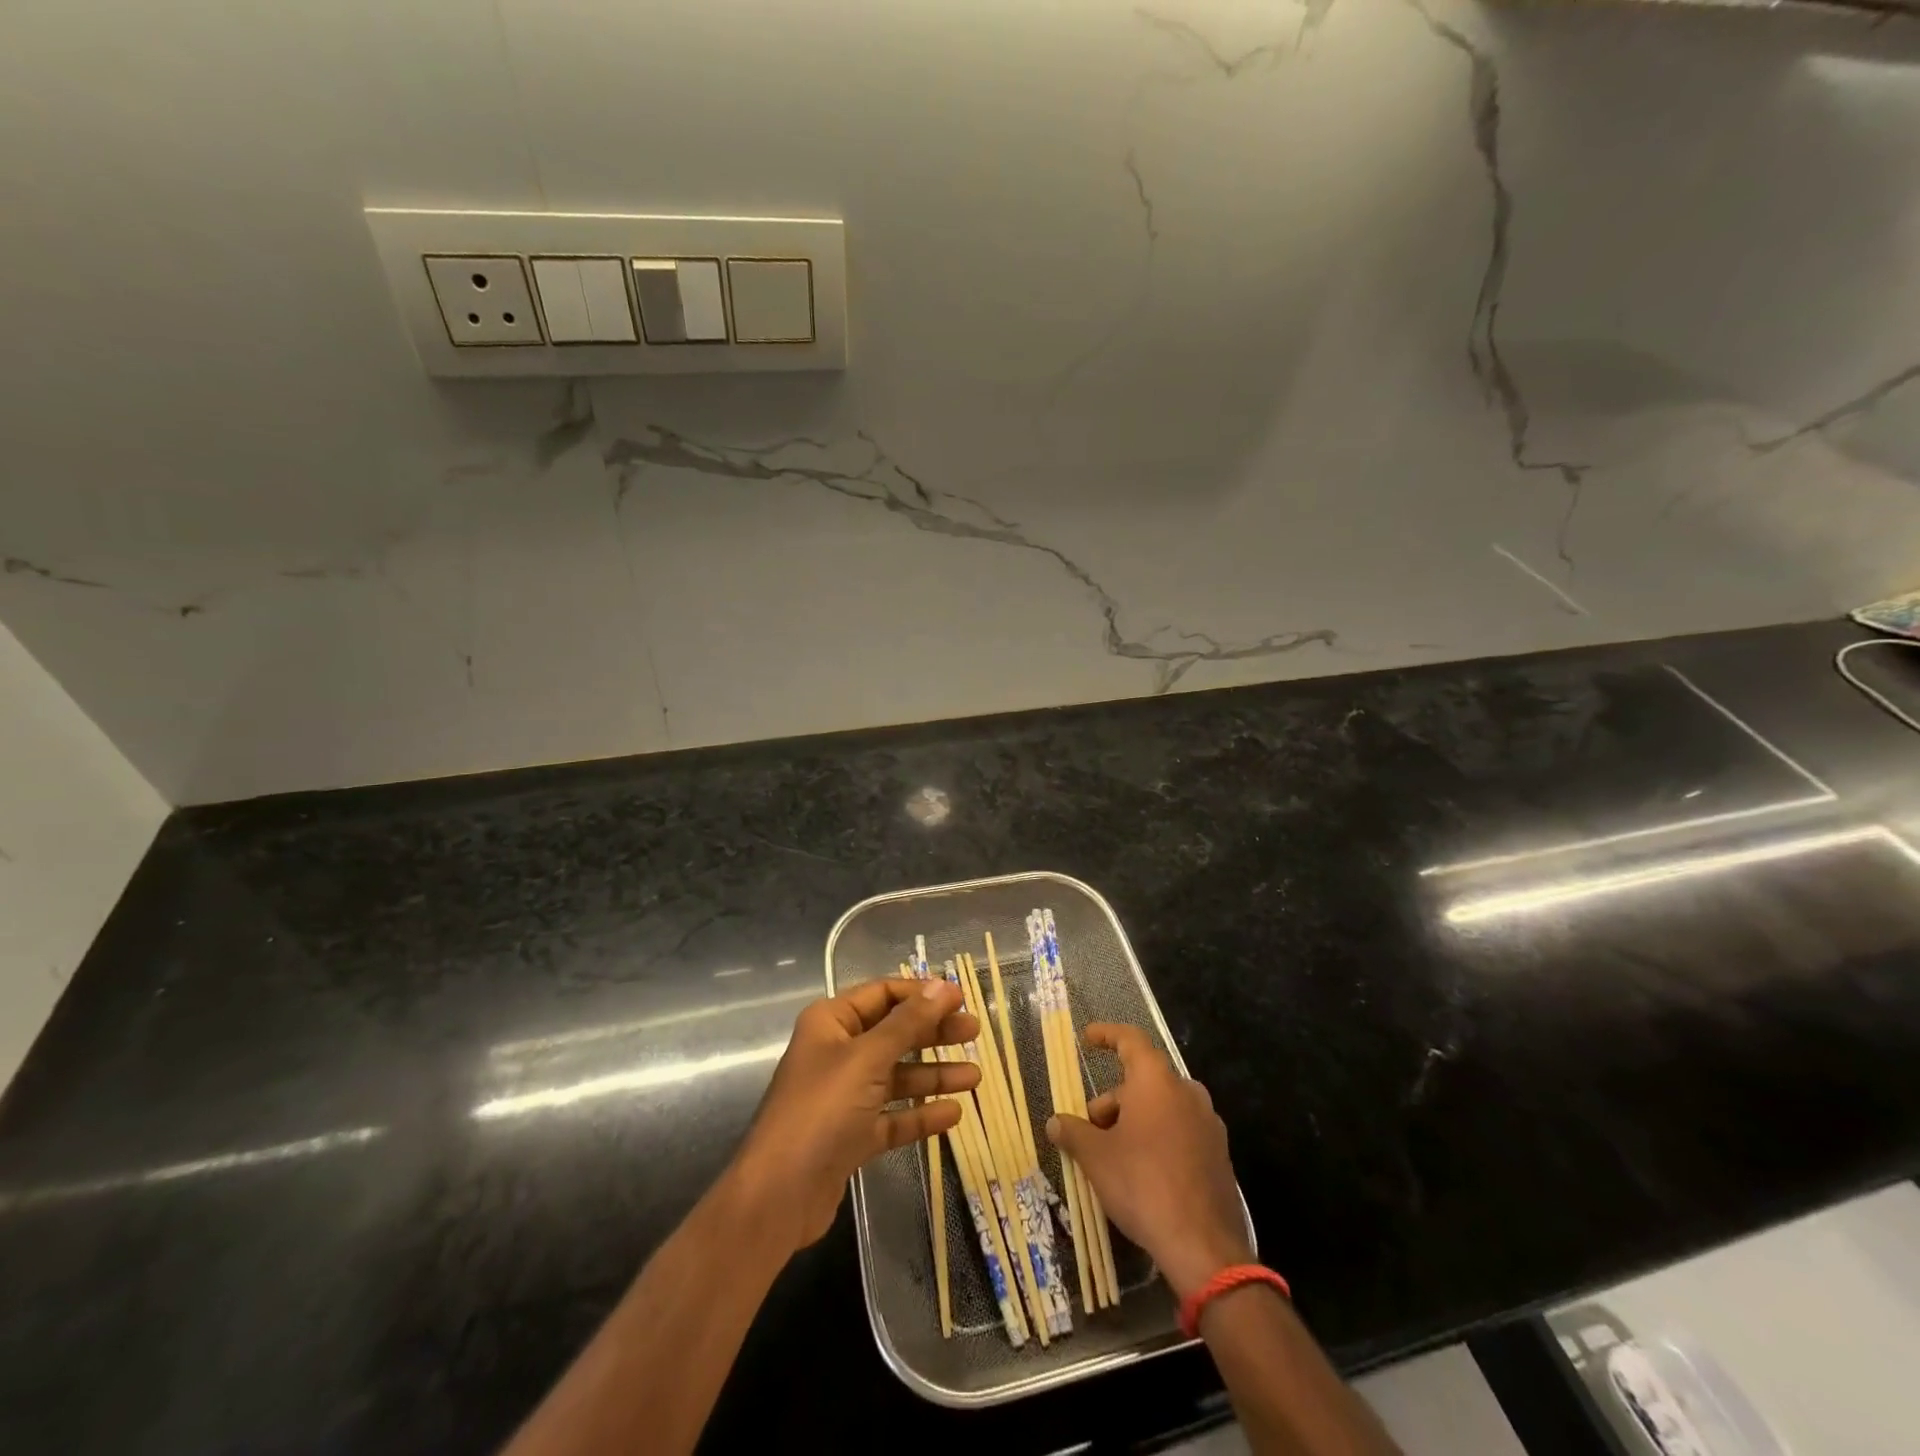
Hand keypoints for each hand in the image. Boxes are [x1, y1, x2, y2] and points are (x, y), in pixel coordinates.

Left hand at [732, 979, 980, 1250]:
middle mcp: (837, 1053)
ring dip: (934, 1075)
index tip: (961, 999)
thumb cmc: (822, 1110)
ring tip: (975, 1078)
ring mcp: (844, 1096)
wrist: (777, 1196)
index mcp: (832, 1022)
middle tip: (975, 1033)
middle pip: (894, 1033)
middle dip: (934, 1033)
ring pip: (897, 1076)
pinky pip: (893, 1116)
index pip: (883, 994)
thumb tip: (943, 986)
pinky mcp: (851, 1135)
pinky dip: (920, 1114)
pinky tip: (952, 1115)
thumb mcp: (868, 1058)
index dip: (922, 994)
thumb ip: (909, 1023)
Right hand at [1046, 1023, 1251, 1298]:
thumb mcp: (1096, 1158)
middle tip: (1090, 1131)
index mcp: (1157, 1081)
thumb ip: (1073, 1133)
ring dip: (1133, 1121)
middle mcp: (1187, 1092)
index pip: (1130, 1040)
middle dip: (1113, 1100)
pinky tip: (1142, 1173)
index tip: (1087, 1038)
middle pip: (1142, 1081)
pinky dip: (1157, 1138)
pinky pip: (1179, 1131)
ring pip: (1161, 1107)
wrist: (1204, 1247)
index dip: (1107, 1035)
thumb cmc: (1143, 1185)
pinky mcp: (1218, 1154)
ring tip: (1113, 1156)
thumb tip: (1056, 1123)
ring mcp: (1208, 1123)